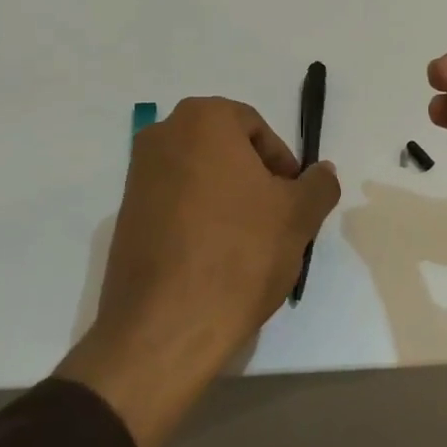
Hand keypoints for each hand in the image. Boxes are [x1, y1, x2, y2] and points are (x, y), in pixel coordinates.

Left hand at [57, 97, 339, 446]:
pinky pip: (175, 205)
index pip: (257, 129)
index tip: (292, 200)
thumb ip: (318, 184)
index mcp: (203, 119)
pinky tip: (216, 259)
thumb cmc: (239, 253)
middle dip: (255, 181)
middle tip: (276, 221)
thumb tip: (322, 172)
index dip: (282, 164)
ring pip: (201, 178)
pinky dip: (199, 221)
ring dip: (228, 201)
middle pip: (226, 150)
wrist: (166, 327)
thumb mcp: (298, 216)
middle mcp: (163, 136)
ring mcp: (137, 177)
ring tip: (249, 245)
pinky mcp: (125, 217)